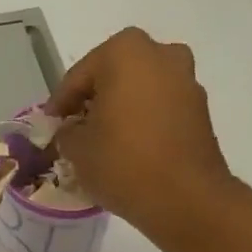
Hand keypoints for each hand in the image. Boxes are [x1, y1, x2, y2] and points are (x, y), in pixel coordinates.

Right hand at [49, 28, 234, 235]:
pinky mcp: (201, 110)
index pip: (79, 77)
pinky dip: (144, 123)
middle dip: (94, 102)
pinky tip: (131, 149)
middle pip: (114, 77)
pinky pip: (161, 109)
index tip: (50, 126)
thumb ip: (67, 132)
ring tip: (104, 143)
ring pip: (141, 92)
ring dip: (121, 111)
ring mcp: (187, 81)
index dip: (60, 104)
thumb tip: (72, 130)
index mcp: (125, 52)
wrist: (186, 199)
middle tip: (77, 130)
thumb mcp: (77, 150)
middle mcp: (161, 54)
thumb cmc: (123, 164)